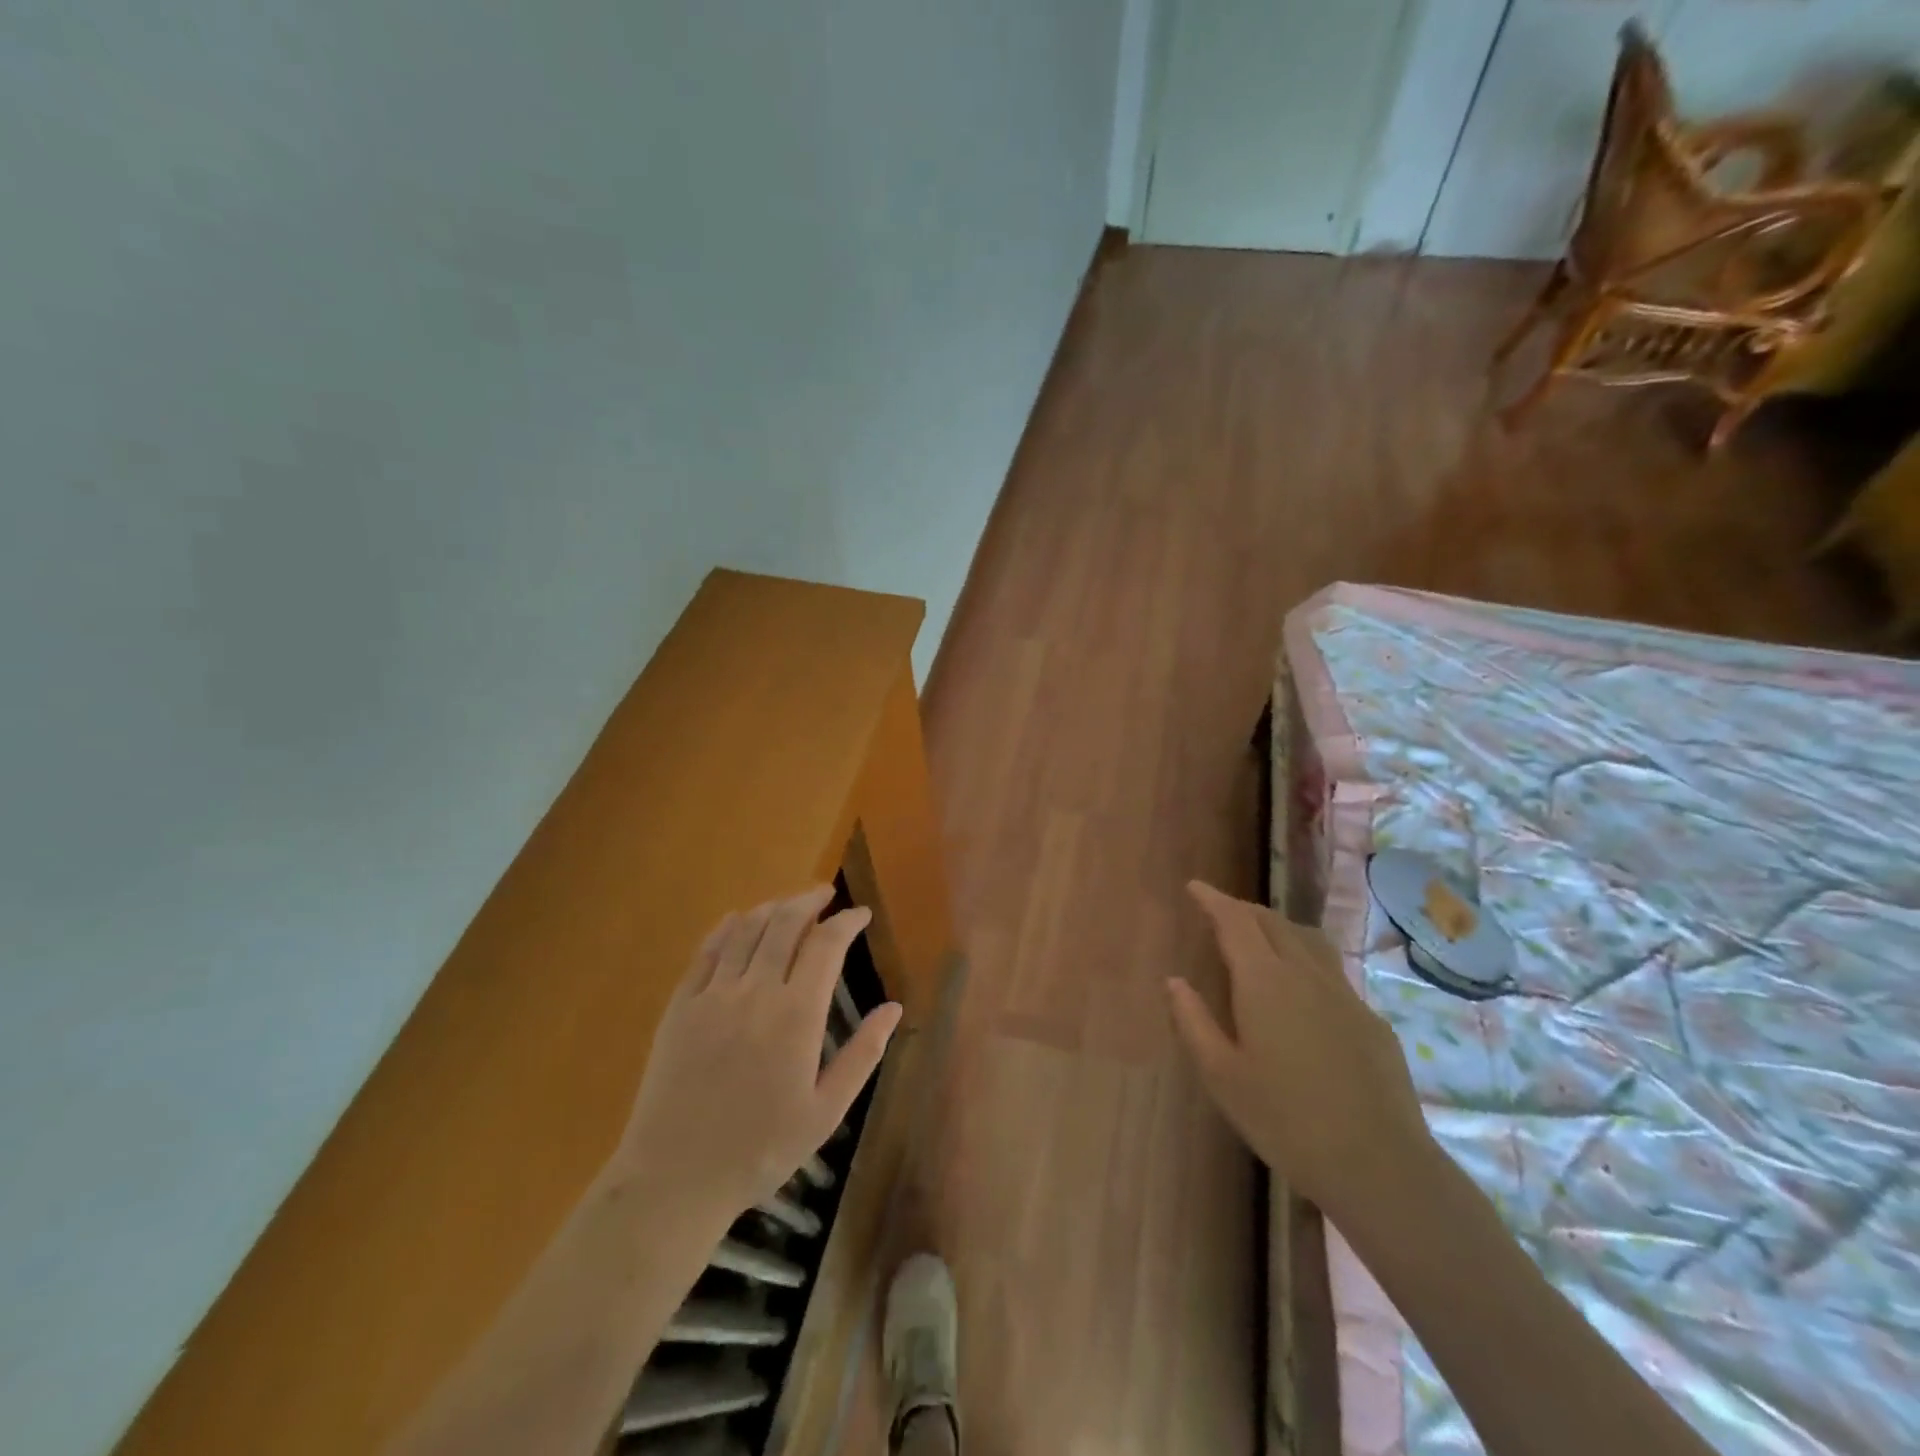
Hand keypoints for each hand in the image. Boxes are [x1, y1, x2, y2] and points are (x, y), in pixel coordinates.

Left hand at [617, 887, 902, 1224]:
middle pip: (785, 923)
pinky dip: (727, 927)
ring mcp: (713, 995)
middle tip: (826, 894)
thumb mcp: (825, 1112)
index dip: (846, 922)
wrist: (675, 1178)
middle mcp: (756, 991)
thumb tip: (895, 1008)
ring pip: (747, 929)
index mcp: (796, 1016)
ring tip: (790, 903)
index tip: (860, 914)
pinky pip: (707, 951)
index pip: (826, 945)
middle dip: (810, 901)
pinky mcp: (681, 1005)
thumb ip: (863, 1055)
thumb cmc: (760, 1150)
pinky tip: (738, 919)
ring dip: (772, 907)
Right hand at [1167, 881, 1431, 1215]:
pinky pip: (1331, 972)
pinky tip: (1303, 991)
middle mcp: (1305, 974)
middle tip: (1221, 911)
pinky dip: (1306, 960)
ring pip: (1308, 940)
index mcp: (1264, 981)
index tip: (1195, 887)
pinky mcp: (1371, 1020)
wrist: (1377, 1164)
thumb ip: (1192, 1021)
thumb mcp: (1221, 1075)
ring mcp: (1344, 994)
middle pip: (1273, 922)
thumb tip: (1174, 981)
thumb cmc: (1284, 1119)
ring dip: (1278, 927)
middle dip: (1243, 909)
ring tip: (1261, 936)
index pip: (1235, 921)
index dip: (1214, 900)